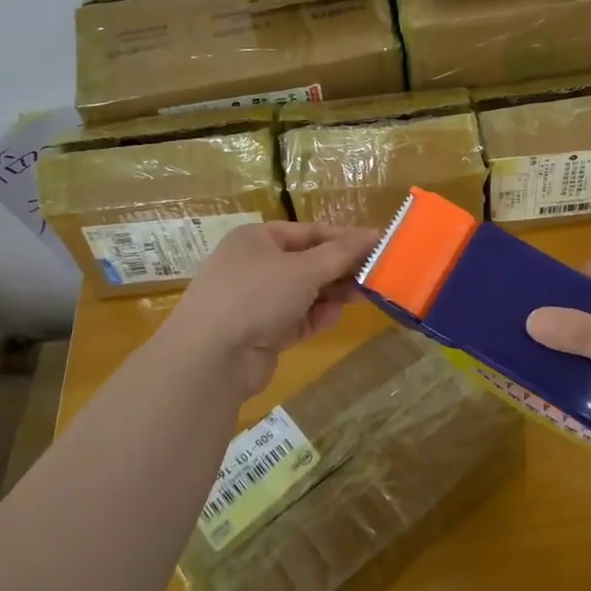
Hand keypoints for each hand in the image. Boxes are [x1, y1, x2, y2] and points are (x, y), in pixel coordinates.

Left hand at [163, 221, 375, 397]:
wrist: (211, 357)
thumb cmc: (257, 295)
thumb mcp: (304, 268)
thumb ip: (342, 253)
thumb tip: (374, 235)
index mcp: (258, 239)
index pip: (311, 232)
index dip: (345, 238)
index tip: (379, 244)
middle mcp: (255, 266)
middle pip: (309, 262)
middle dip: (341, 269)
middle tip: (377, 275)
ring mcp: (256, 301)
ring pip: (305, 292)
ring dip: (332, 294)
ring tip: (363, 296)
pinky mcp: (261, 333)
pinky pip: (297, 319)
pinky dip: (316, 318)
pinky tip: (334, 318)